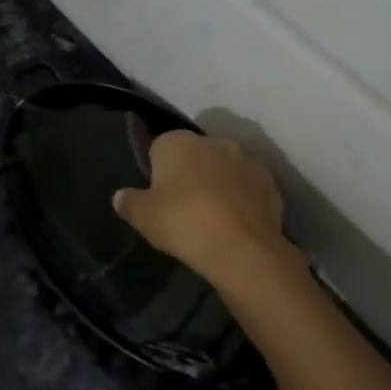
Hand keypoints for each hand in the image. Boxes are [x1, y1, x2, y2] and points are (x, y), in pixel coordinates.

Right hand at [113, 132, 299, 286]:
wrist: (241, 247)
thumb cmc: (182, 222)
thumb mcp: (143, 217)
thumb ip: (129, 203)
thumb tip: (119, 196)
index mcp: (178, 142)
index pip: (159, 147)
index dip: (157, 170)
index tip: (157, 195)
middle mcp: (214, 142)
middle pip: (195, 154)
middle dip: (190, 173)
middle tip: (182, 206)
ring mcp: (246, 160)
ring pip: (224, 169)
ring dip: (218, 184)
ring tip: (212, 217)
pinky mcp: (270, 183)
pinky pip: (248, 187)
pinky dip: (242, 199)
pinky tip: (235, 223)